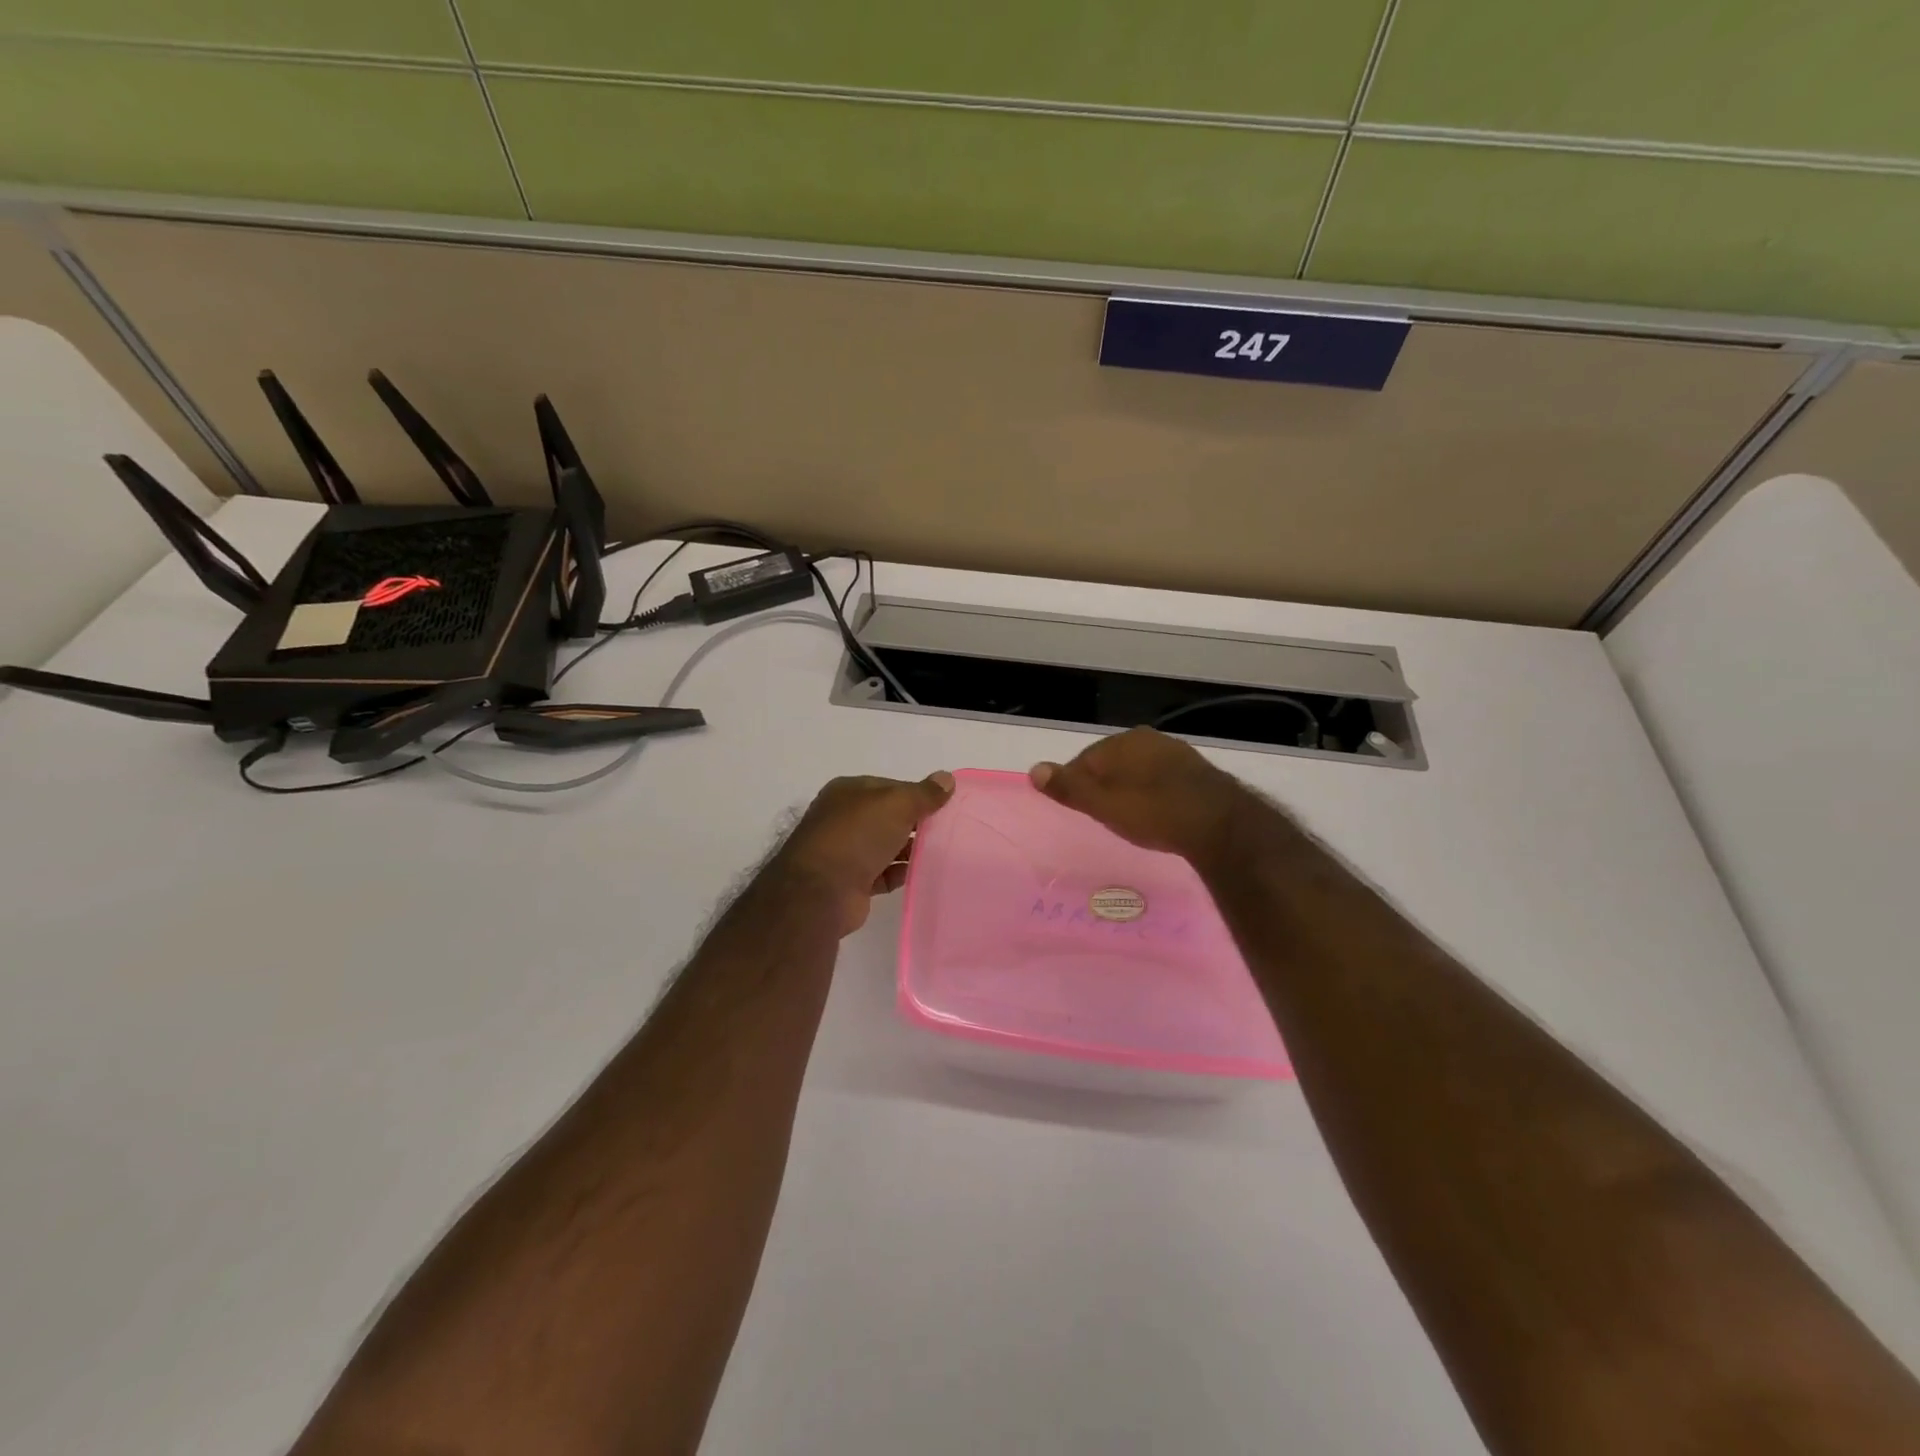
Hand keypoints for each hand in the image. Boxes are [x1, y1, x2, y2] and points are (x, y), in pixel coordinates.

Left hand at [776, 771, 955, 933]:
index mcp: (849, 791)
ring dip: (911, 849)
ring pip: (887, 845)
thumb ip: (924, 793)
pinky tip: (925, 874)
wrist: (821, 891)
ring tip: (943, 852)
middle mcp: (844, 818)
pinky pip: (885, 873)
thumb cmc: (857, 835)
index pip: (891, 787)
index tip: (945, 805)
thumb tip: (947, 778)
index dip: (918, 794)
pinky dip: (902, 873)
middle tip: (949, 830)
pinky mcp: (853, 882)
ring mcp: (846, 851)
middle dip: (916, 823)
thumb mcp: (896, 803)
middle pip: (889, 817)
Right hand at [1031, 728, 1255, 862]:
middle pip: (1112, 762)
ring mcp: (1176, 753)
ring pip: (1139, 770)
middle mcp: (1149, 739)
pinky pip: (1163, 780)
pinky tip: (1158, 814)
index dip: (1076, 784)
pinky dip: (1154, 794)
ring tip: (1129, 816)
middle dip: (1104, 785)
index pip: (1084, 759)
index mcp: (1122, 742)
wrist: (1220, 824)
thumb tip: (1033, 769)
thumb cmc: (1153, 812)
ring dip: (1130, 788)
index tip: (1077, 808)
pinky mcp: (1198, 772)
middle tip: (1101, 815)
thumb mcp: (1103, 804)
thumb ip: (1068, 787)